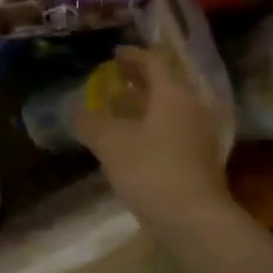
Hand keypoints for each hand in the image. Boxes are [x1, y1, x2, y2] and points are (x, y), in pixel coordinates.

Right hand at [74, 46, 229, 231]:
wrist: (194, 220)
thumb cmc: (151, 169)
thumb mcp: (110, 142)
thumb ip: (89, 122)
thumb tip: (72, 109)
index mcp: (174, 94)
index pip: (154, 63)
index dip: (132, 56)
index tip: (114, 53)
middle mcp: (192, 108)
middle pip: (165, 85)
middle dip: (139, 80)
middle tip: (115, 78)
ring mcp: (199, 136)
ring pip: (169, 109)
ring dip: (145, 105)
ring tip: (118, 108)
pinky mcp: (199, 160)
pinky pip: (172, 131)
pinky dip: (152, 127)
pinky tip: (132, 140)